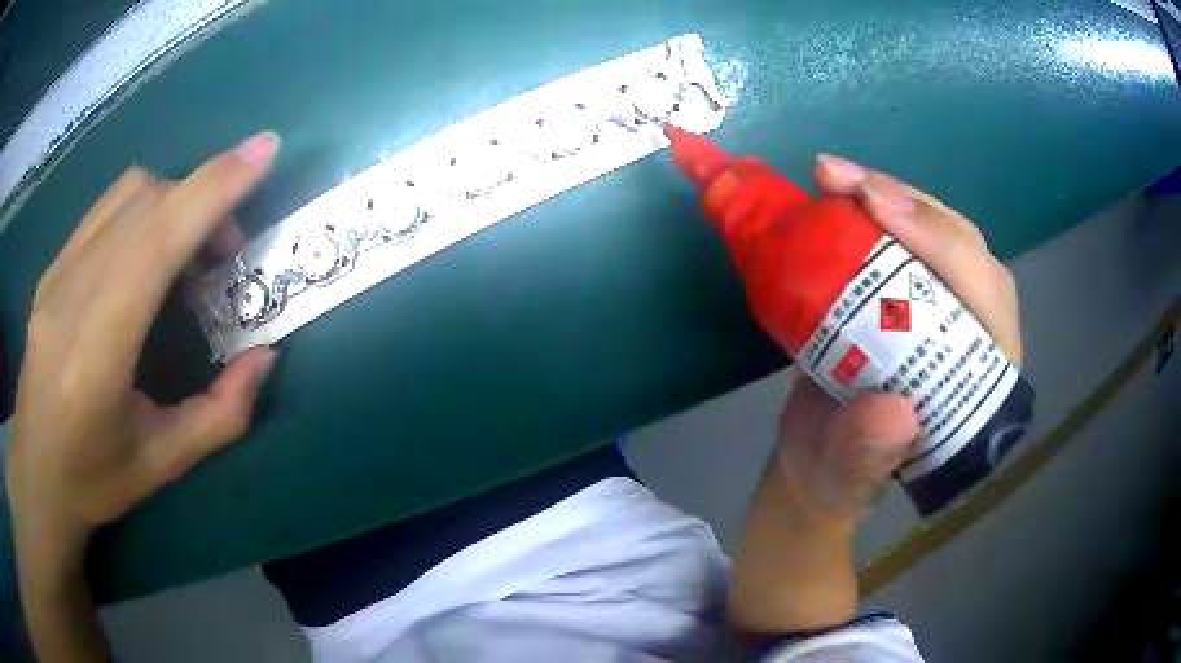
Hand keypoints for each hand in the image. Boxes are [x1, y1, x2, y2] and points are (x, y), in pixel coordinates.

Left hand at [7, 133, 280, 544]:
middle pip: (146, 204)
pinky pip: (106, 208)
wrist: (36, 472)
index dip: (211, 189)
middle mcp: (70, 297)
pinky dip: (144, 209)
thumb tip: (265, 355)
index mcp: (96, 355)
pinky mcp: (52, 267)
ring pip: (126, 194)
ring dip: (174, 201)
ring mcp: (56, 275)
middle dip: (203, 200)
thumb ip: (220, 415)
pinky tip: (149, 252)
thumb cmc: (94, 479)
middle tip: (228, 251)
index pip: (154, 243)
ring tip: (188, 251)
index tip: (264, 151)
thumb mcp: (162, 463)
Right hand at [729, 156, 1022, 631]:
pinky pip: (902, 236)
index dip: (943, 246)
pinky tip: (836, 189)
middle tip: (844, 180)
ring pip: (936, 231)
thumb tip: (894, 411)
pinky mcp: (910, 291)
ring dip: (887, 193)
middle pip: (964, 249)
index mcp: (982, 382)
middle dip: (912, 205)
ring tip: (832, 174)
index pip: (985, 298)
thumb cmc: (838, 476)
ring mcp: (943, 306)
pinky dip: (868, 205)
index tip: (878, 209)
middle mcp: (975, 333)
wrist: (815, 462)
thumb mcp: (846, 477)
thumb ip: (868, 457)